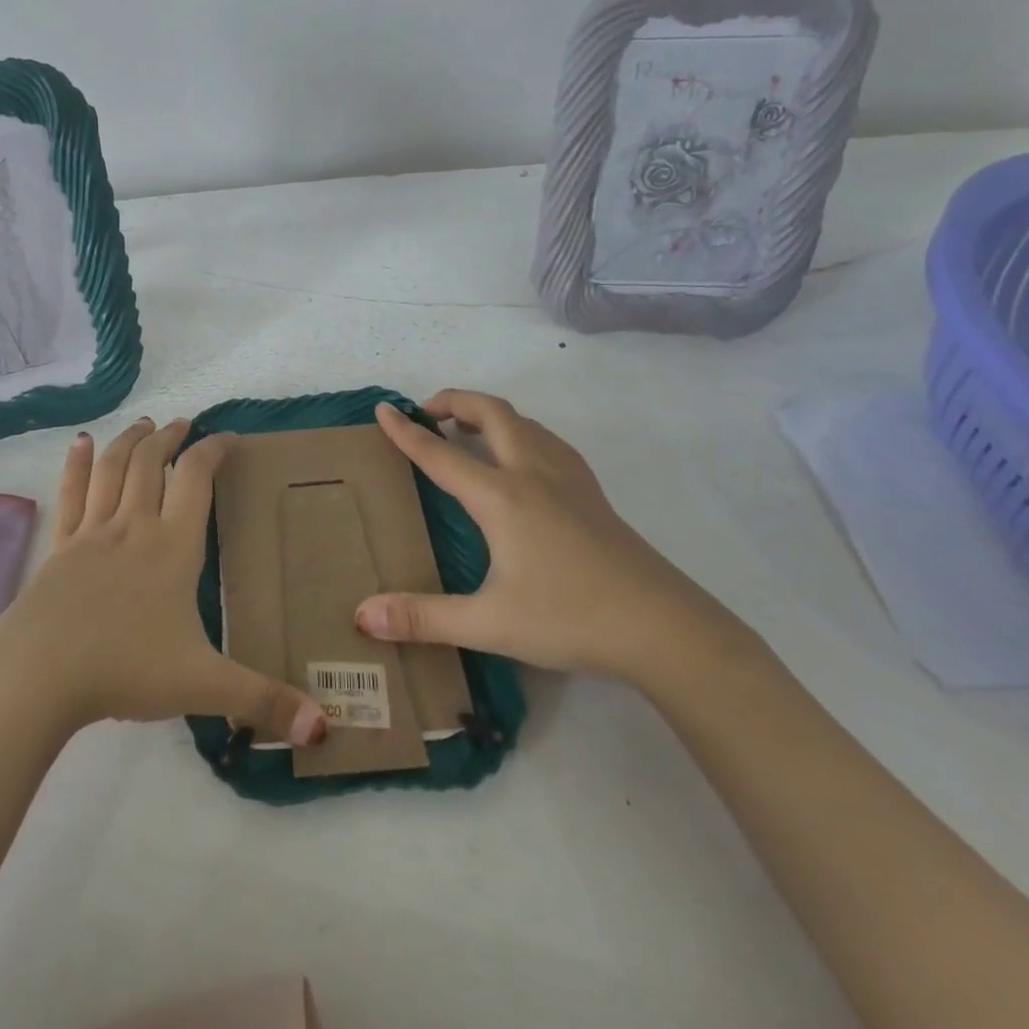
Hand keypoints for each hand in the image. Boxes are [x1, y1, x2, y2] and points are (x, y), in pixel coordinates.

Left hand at [0, 418, 327, 745]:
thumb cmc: (126, 669)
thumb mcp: (203, 685)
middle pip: (151, 463)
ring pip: (112, 469)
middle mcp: (133, 526)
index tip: (227, 437)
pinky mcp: (59, 547)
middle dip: (169, 437)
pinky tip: (79, 442)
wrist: (41, 674)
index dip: (213, 450)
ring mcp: (91, 533)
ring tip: (143, 423)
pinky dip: (76, 464)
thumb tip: (324, 727)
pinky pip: (70, 494)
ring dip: (129, 440)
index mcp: (173, 547)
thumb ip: (263, 701)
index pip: (196, 479)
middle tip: (182, 423)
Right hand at [354, 390, 741, 679]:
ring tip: (467, 431)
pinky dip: (520, 432)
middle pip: (492, 412)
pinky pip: (547, 441)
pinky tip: (521, 459)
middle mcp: (533, 473)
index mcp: (501, 497)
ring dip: (489, 414)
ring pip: (524, 422)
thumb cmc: (571, 618)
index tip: (382, 410)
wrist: (664, 628)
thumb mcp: (489, 624)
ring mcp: (569, 479)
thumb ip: (423, 618)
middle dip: (454, 401)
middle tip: (427, 414)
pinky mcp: (593, 494)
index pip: (441, 454)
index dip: (407, 432)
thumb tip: (364, 616)